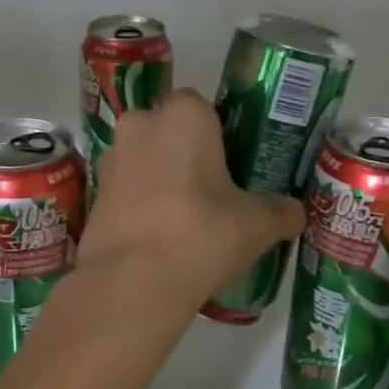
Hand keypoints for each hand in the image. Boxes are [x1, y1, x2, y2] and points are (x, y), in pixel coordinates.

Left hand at [76, 89, 304, 306]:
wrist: (133, 282)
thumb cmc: (202, 234)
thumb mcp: (257, 224)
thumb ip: (281, 211)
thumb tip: (295, 212)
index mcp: (184, 115)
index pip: (203, 106)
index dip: (218, 133)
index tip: (232, 164)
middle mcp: (141, 124)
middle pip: (169, 130)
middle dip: (186, 153)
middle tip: (212, 191)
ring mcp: (111, 158)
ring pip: (144, 158)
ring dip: (160, 177)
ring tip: (184, 218)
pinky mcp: (94, 193)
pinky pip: (126, 188)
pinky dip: (140, 202)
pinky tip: (159, 235)